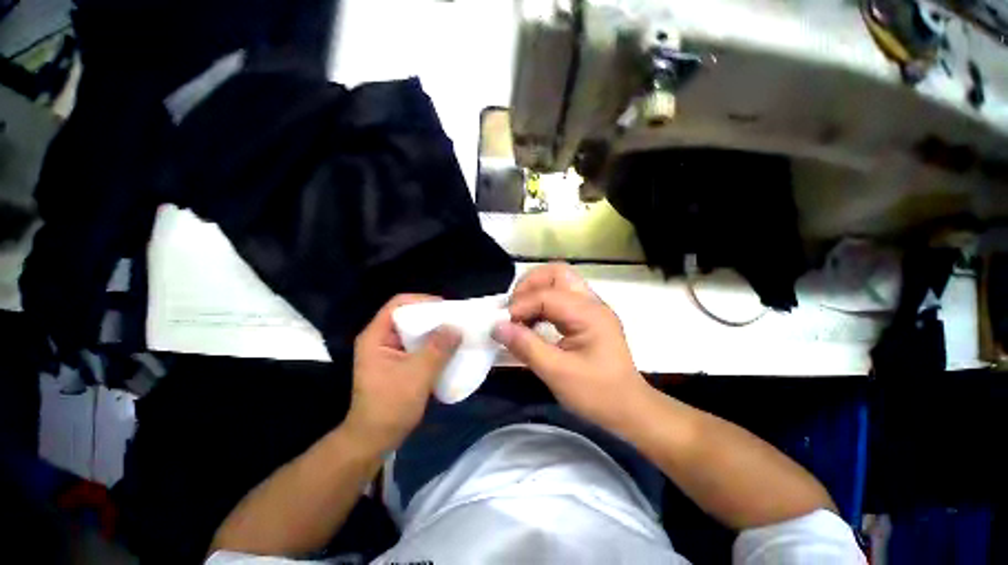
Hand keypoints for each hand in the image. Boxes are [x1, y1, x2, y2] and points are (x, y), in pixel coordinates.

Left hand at [344, 294, 460, 453]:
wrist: (375, 440)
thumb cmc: (390, 406)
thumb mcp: (417, 375)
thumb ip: (438, 349)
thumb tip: (456, 327)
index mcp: (376, 336)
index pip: (398, 304)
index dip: (422, 300)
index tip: (446, 307)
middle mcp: (381, 339)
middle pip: (408, 315)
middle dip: (433, 316)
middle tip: (456, 319)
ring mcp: (389, 352)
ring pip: (415, 331)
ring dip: (435, 331)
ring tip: (456, 331)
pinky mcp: (399, 363)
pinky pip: (418, 345)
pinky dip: (434, 344)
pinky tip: (449, 348)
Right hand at [492, 263, 651, 429]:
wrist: (629, 409)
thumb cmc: (597, 394)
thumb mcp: (557, 373)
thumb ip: (526, 346)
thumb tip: (497, 327)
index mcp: (588, 314)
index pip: (547, 295)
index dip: (520, 306)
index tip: (501, 324)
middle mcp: (591, 303)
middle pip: (556, 273)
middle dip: (529, 285)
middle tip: (512, 309)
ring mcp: (591, 308)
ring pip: (558, 282)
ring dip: (534, 293)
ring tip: (519, 316)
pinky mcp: (587, 317)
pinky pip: (560, 298)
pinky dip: (542, 304)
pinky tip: (532, 322)